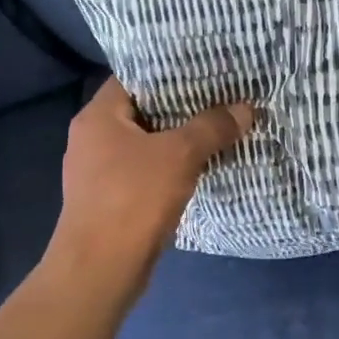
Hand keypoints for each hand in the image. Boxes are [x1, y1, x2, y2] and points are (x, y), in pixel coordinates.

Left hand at [49, 78, 253, 281]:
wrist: (100, 269)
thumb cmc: (133, 199)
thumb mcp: (180, 155)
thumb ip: (212, 127)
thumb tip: (246, 107)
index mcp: (98, 117)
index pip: (134, 77)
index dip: (169, 70)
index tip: (205, 69)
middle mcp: (92, 138)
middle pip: (142, 111)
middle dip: (182, 106)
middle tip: (221, 97)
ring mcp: (99, 172)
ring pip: (146, 144)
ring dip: (178, 140)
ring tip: (218, 128)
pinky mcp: (110, 200)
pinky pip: (145, 171)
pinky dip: (171, 167)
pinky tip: (200, 167)